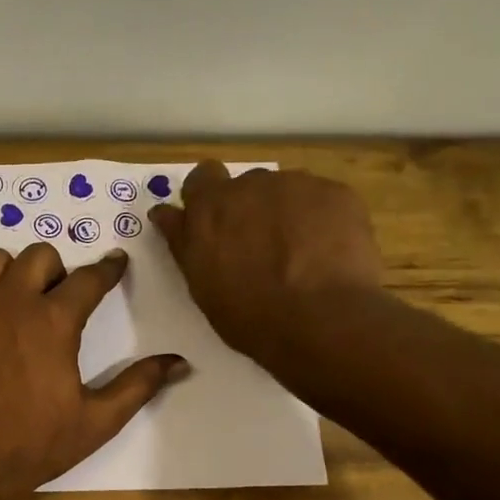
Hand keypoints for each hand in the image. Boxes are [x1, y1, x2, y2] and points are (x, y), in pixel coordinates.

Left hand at [0, 243, 189, 499]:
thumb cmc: (34, 444)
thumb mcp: (97, 421)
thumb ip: (138, 385)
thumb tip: (180, 362)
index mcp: (54, 321)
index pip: (89, 278)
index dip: (108, 269)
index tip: (115, 263)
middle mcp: (11, 301)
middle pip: (39, 256)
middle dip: (56, 270)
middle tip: (58, 298)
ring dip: (12, 274)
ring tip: (17, 302)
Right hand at [150, 162, 382, 372]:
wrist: (322, 320)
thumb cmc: (249, 315)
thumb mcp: (200, 284)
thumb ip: (183, 241)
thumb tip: (164, 213)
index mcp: (209, 209)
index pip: (200, 180)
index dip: (207, 198)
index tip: (214, 223)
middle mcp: (249, 185)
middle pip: (245, 186)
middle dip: (248, 208)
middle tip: (259, 246)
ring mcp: (296, 185)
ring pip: (285, 191)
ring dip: (284, 212)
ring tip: (298, 252)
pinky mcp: (335, 192)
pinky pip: (321, 199)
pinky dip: (319, 219)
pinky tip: (325, 251)